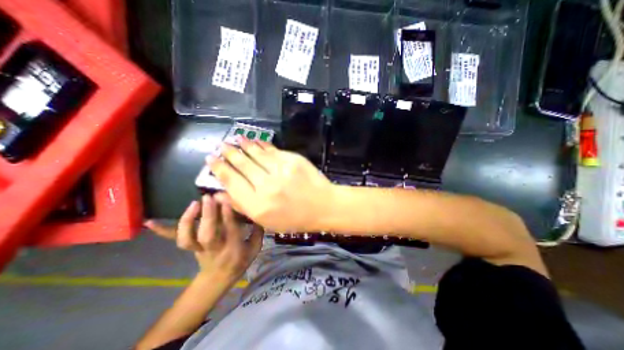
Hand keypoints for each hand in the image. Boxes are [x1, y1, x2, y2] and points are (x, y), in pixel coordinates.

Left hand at [145, 195, 262, 280]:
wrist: (218, 278)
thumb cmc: (240, 261)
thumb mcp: (255, 248)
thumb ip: (258, 230)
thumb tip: (257, 211)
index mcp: (233, 249)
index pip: (230, 230)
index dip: (227, 215)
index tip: (226, 198)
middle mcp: (214, 248)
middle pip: (207, 234)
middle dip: (208, 215)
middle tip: (209, 197)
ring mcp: (198, 249)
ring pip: (188, 238)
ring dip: (188, 220)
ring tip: (194, 203)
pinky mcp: (189, 247)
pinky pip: (175, 239)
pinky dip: (162, 231)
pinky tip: (149, 222)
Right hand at [207, 137, 336, 231]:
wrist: (323, 206)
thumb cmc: (295, 218)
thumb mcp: (266, 222)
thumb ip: (241, 207)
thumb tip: (218, 193)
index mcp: (258, 205)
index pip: (232, 182)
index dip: (219, 169)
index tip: (211, 160)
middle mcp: (266, 186)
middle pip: (242, 165)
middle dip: (229, 153)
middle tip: (220, 145)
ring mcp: (281, 171)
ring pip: (256, 154)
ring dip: (244, 145)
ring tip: (236, 139)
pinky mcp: (293, 161)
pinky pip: (273, 151)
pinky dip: (263, 145)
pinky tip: (256, 141)